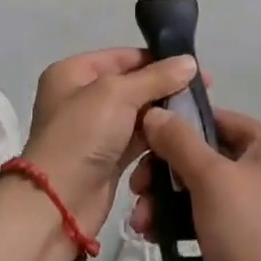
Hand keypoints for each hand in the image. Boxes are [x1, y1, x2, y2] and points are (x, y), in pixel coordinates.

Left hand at [21, 48, 200, 232]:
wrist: (58, 204)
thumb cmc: (82, 135)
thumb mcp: (117, 95)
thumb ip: (156, 77)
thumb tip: (190, 61)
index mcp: (73, 72)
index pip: (124, 57)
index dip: (159, 60)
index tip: (196, 69)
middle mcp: (82, 97)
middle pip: (133, 85)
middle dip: (165, 89)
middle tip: (202, 95)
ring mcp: (94, 129)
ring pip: (138, 114)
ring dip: (163, 116)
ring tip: (197, 117)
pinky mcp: (107, 157)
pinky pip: (137, 140)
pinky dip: (156, 139)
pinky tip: (181, 139)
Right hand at [132, 107, 260, 260]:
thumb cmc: (248, 234)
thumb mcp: (209, 180)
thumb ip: (179, 141)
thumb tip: (154, 111)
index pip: (214, 119)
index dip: (175, 129)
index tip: (140, 148)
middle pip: (205, 153)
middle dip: (165, 174)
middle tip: (136, 191)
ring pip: (203, 184)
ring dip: (168, 199)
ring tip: (140, 223)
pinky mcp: (251, 229)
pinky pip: (210, 210)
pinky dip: (184, 218)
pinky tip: (156, 235)